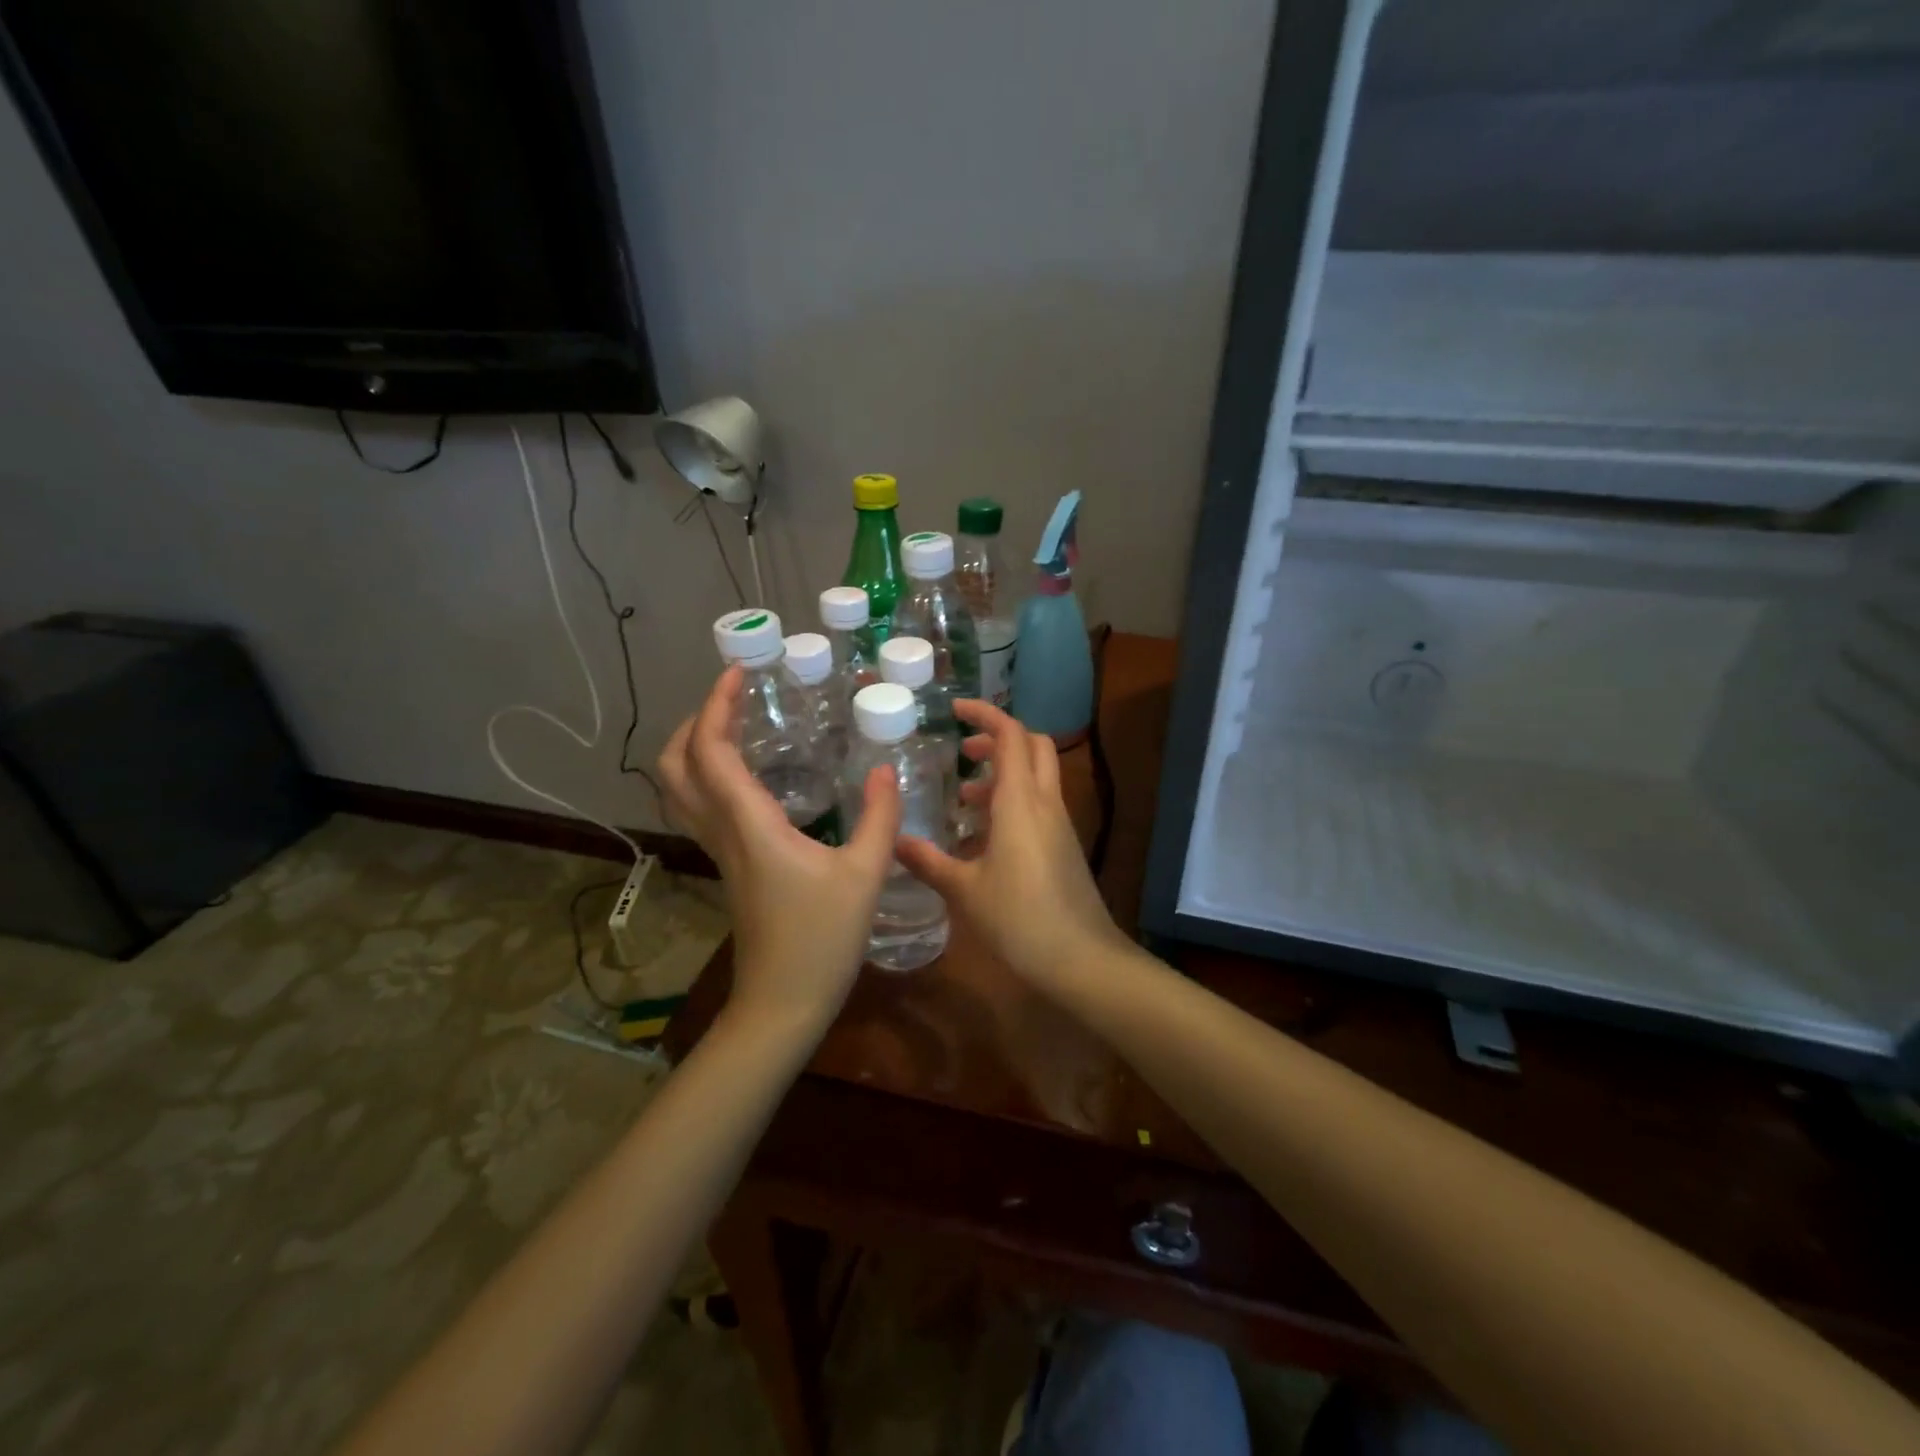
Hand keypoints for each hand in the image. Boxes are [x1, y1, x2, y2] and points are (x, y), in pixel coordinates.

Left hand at [658, 668, 900, 1035]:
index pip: (712, 751)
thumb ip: (879, 818)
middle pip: (675, 766)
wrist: (782, 1003)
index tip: (738, 673)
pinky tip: (747, 776)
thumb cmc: (822, 940)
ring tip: (735, 726)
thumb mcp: (864, 876)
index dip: (715, 706)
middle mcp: (722, 831)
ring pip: (679, 789)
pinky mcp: (727, 867)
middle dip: (694, 722)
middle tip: (733, 699)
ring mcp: (719, 851)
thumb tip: (885, 771)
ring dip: (694, 748)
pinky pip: (699, 808)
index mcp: (749, 824)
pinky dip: (707, 776)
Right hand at [895, 699, 1126, 984]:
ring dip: (1004, 775)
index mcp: (1020, 801)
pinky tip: (985, 839)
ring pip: (1038, 777)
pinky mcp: (1065, 846)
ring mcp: (1060, 824)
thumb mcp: (964, 890)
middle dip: (999, 739)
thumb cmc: (1019, 919)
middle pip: (1032, 746)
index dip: (985, 714)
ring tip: (965, 801)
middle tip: (963, 753)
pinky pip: (1040, 806)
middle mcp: (1045, 803)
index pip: (1010, 735)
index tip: (955, 710)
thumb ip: (929, 861)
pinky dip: (1013, 803)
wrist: (1082, 959)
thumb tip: (894, 841)